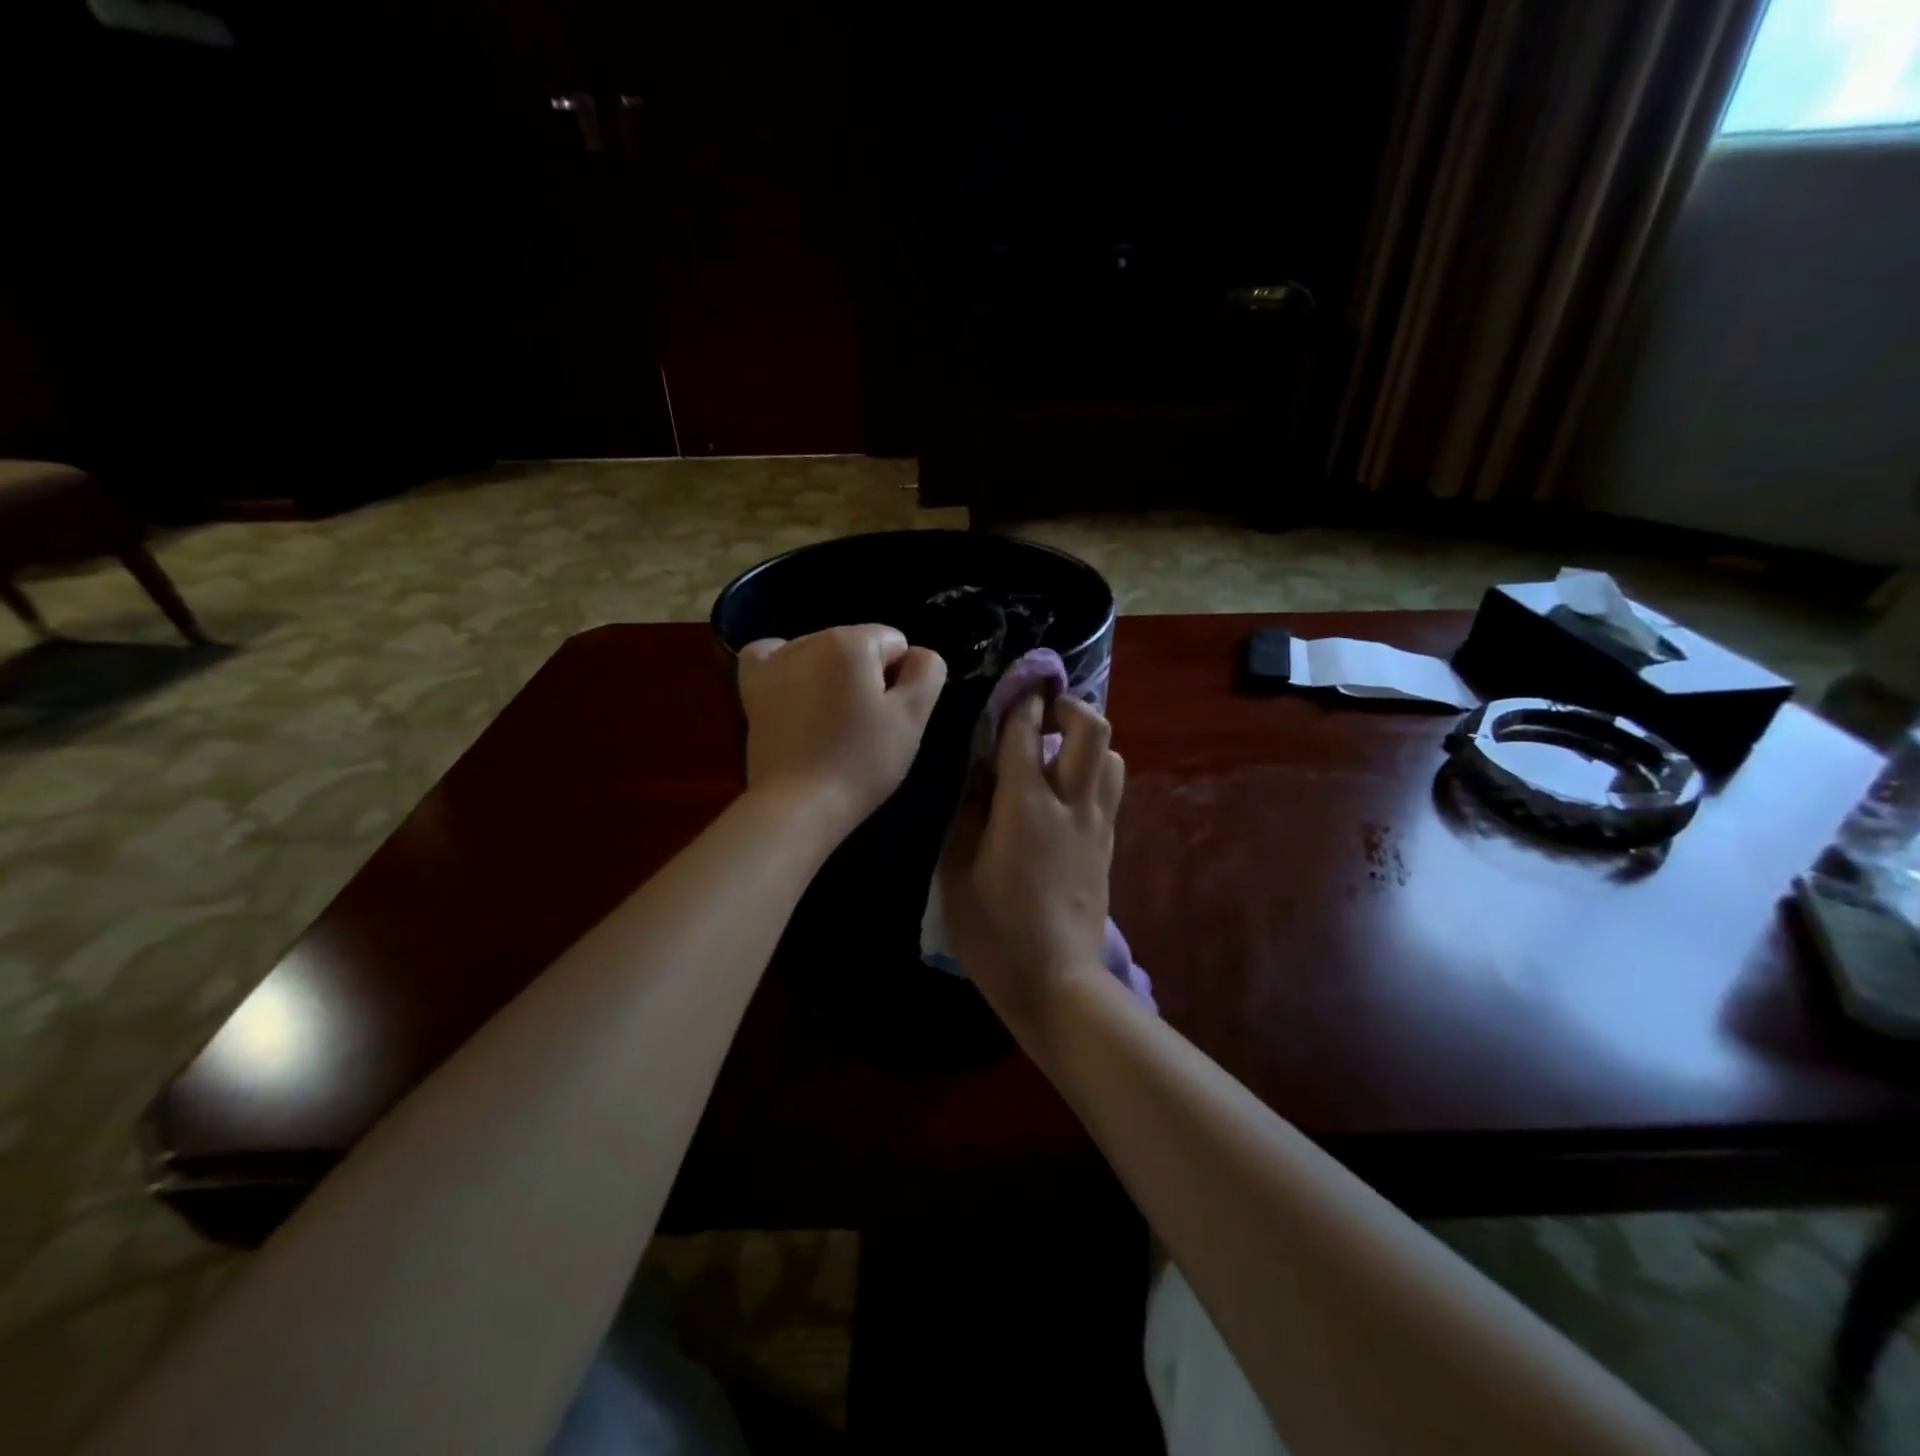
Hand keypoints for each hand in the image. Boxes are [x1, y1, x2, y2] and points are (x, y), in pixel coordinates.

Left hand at [737, 625, 946, 839]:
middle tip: (863, 726)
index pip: (896, 644)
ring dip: (831, 676)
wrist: (798, 804)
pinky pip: (771, 655)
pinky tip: (794, 691)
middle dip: (866, 676)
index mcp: (852, 642)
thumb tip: (917, 654)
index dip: (901, 680)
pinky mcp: (753, 686)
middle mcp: (811, 639)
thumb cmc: (862, 761)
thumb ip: (928, 672)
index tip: (889, 715)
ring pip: (822, 653)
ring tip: (829, 723)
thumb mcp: (912, 717)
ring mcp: (776, 661)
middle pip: (858, 646)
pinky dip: (786, 666)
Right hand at [939, 691, 1124, 1045]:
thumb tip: (977, 774)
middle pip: (1092, 729)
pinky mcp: (1108, 847)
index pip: (1027, 732)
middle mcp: (1070, 804)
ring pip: (1112, 757)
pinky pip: (1111, 791)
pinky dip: (1094, 773)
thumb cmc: (994, 932)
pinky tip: (1068, 792)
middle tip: (1043, 712)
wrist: (1058, 982)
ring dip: (1087, 741)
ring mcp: (1096, 826)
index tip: (1016, 683)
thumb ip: (967, 815)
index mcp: (1025, 806)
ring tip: (1058, 752)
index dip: (1022, 700)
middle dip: (1069, 706)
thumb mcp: (957, 873)